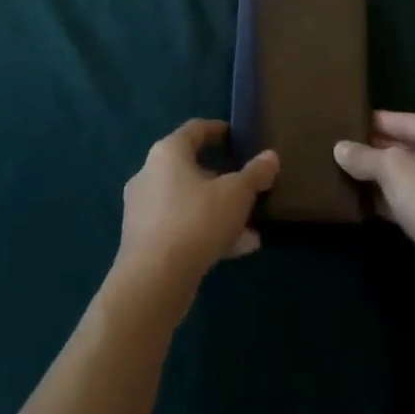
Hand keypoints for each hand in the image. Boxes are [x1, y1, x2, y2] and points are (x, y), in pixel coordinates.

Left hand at [113, 120, 278, 317]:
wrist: (151, 284)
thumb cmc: (195, 222)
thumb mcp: (236, 195)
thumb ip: (255, 174)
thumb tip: (271, 157)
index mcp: (168, 153)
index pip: (195, 129)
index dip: (217, 130)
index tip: (236, 136)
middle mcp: (149, 175)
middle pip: (191, 168)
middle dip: (222, 179)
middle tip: (246, 185)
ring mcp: (143, 211)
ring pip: (188, 203)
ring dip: (218, 211)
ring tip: (250, 227)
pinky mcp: (144, 243)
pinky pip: (181, 228)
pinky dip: (206, 233)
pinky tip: (237, 249)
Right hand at [335, 112, 414, 303]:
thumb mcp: (393, 169)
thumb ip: (365, 157)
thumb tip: (339, 148)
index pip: (411, 121)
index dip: (379, 121)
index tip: (351, 120)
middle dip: (381, 150)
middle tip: (348, 147)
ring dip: (387, 179)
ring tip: (351, 173)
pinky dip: (397, 202)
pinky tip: (368, 203)